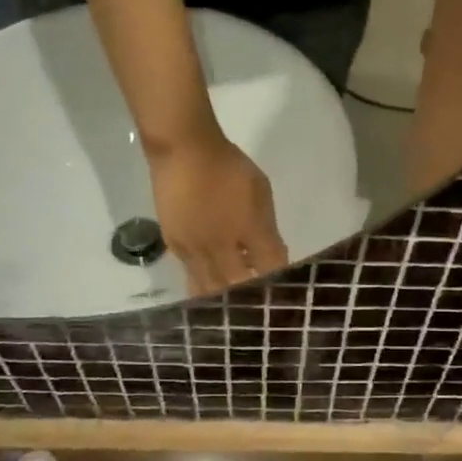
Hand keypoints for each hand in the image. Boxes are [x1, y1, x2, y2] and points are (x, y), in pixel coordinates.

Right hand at [147, 131, 288, 294]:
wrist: (183, 151)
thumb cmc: (229, 166)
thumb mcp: (261, 191)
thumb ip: (267, 229)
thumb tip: (272, 258)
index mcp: (248, 229)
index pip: (270, 267)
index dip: (280, 283)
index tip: (286, 293)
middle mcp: (221, 246)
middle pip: (238, 286)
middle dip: (251, 299)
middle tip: (259, 309)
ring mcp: (194, 249)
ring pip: (211, 289)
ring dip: (225, 300)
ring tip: (233, 308)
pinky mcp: (175, 246)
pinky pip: (192, 276)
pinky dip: (204, 286)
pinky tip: (211, 289)